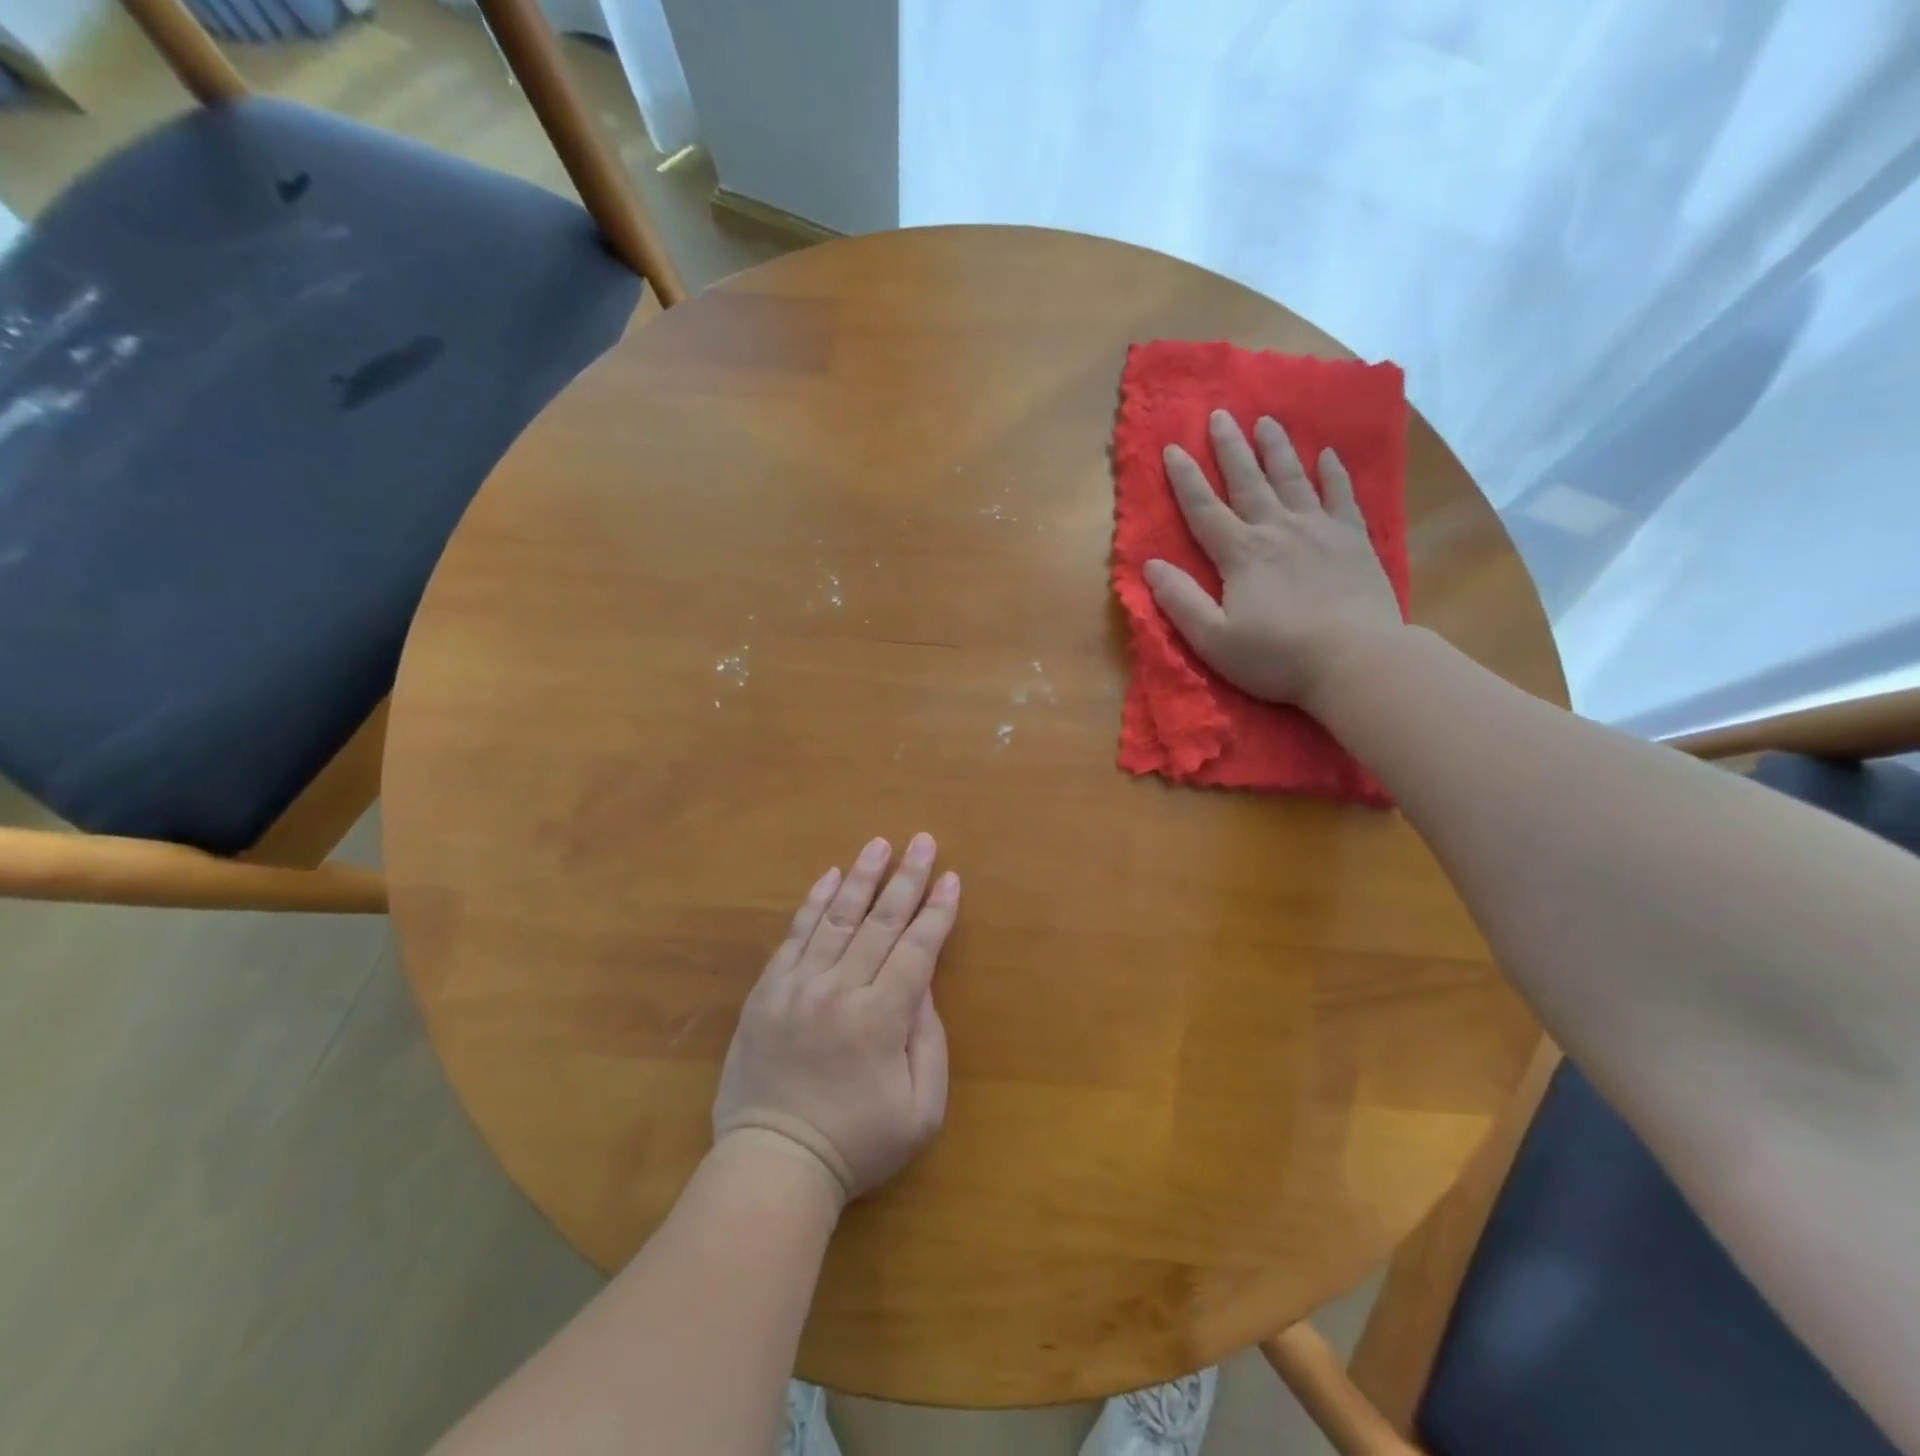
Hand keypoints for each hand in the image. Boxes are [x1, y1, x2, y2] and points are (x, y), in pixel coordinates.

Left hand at [712, 834, 958, 1205]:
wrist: (774, 1164)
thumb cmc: (858, 1143)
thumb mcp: (921, 1110)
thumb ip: (929, 1041)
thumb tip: (923, 985)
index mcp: (881, 1019)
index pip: (917, 949)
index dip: (937, 911)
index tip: (951, 877)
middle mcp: (840, 991)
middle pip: (880, 922)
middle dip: (906, 878)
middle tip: (922, 841)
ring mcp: (798, 987)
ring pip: (837, 919)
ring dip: (861, 878)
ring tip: (879, 844)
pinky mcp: (767, 992)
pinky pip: (794, 936)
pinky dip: (813, 904)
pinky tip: (829, 878)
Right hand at [1145, 410, 1405, 712]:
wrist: (1356, 661)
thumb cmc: (1278, 656)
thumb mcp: (1214, 639)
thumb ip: (1180, 601)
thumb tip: (1149, 566)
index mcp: (1240, 554)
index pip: (1204, 509)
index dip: (1185, 479)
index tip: (1172, 447)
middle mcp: (1277, 530)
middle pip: (1248, 481)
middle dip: (1230, 447)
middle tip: (1220, 415)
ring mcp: (1319, 530)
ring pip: (1293, 478)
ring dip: (1277, 449)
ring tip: (1266, 421)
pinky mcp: (1353, 540)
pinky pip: (1341, 496)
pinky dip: (1333, 473)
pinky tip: (1328, 455)